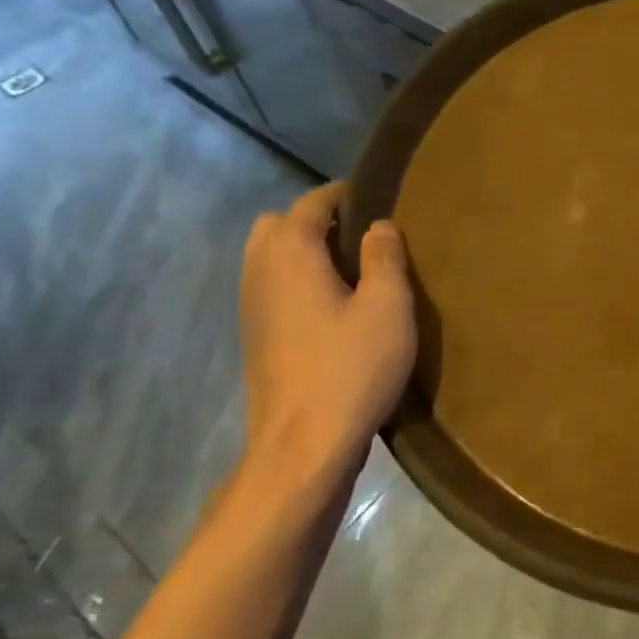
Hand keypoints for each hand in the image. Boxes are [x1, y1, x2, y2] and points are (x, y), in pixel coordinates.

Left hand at [233, 182, 415, 509]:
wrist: (303, 444)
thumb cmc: (352, 367)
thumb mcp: (388, 306)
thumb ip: (384, 257)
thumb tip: (378, 225)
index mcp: (290, 253)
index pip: (311, 203)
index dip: (345, 195)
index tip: (381, 198)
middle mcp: (260, 271)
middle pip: (278, 225)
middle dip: (317, 221)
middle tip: (363, 238)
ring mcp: (251, 306)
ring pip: (270, 257)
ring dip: (305, 252)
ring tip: (354, 271)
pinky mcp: (256, 337)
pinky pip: (273, 287)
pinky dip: (298, 280)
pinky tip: (335, 307)